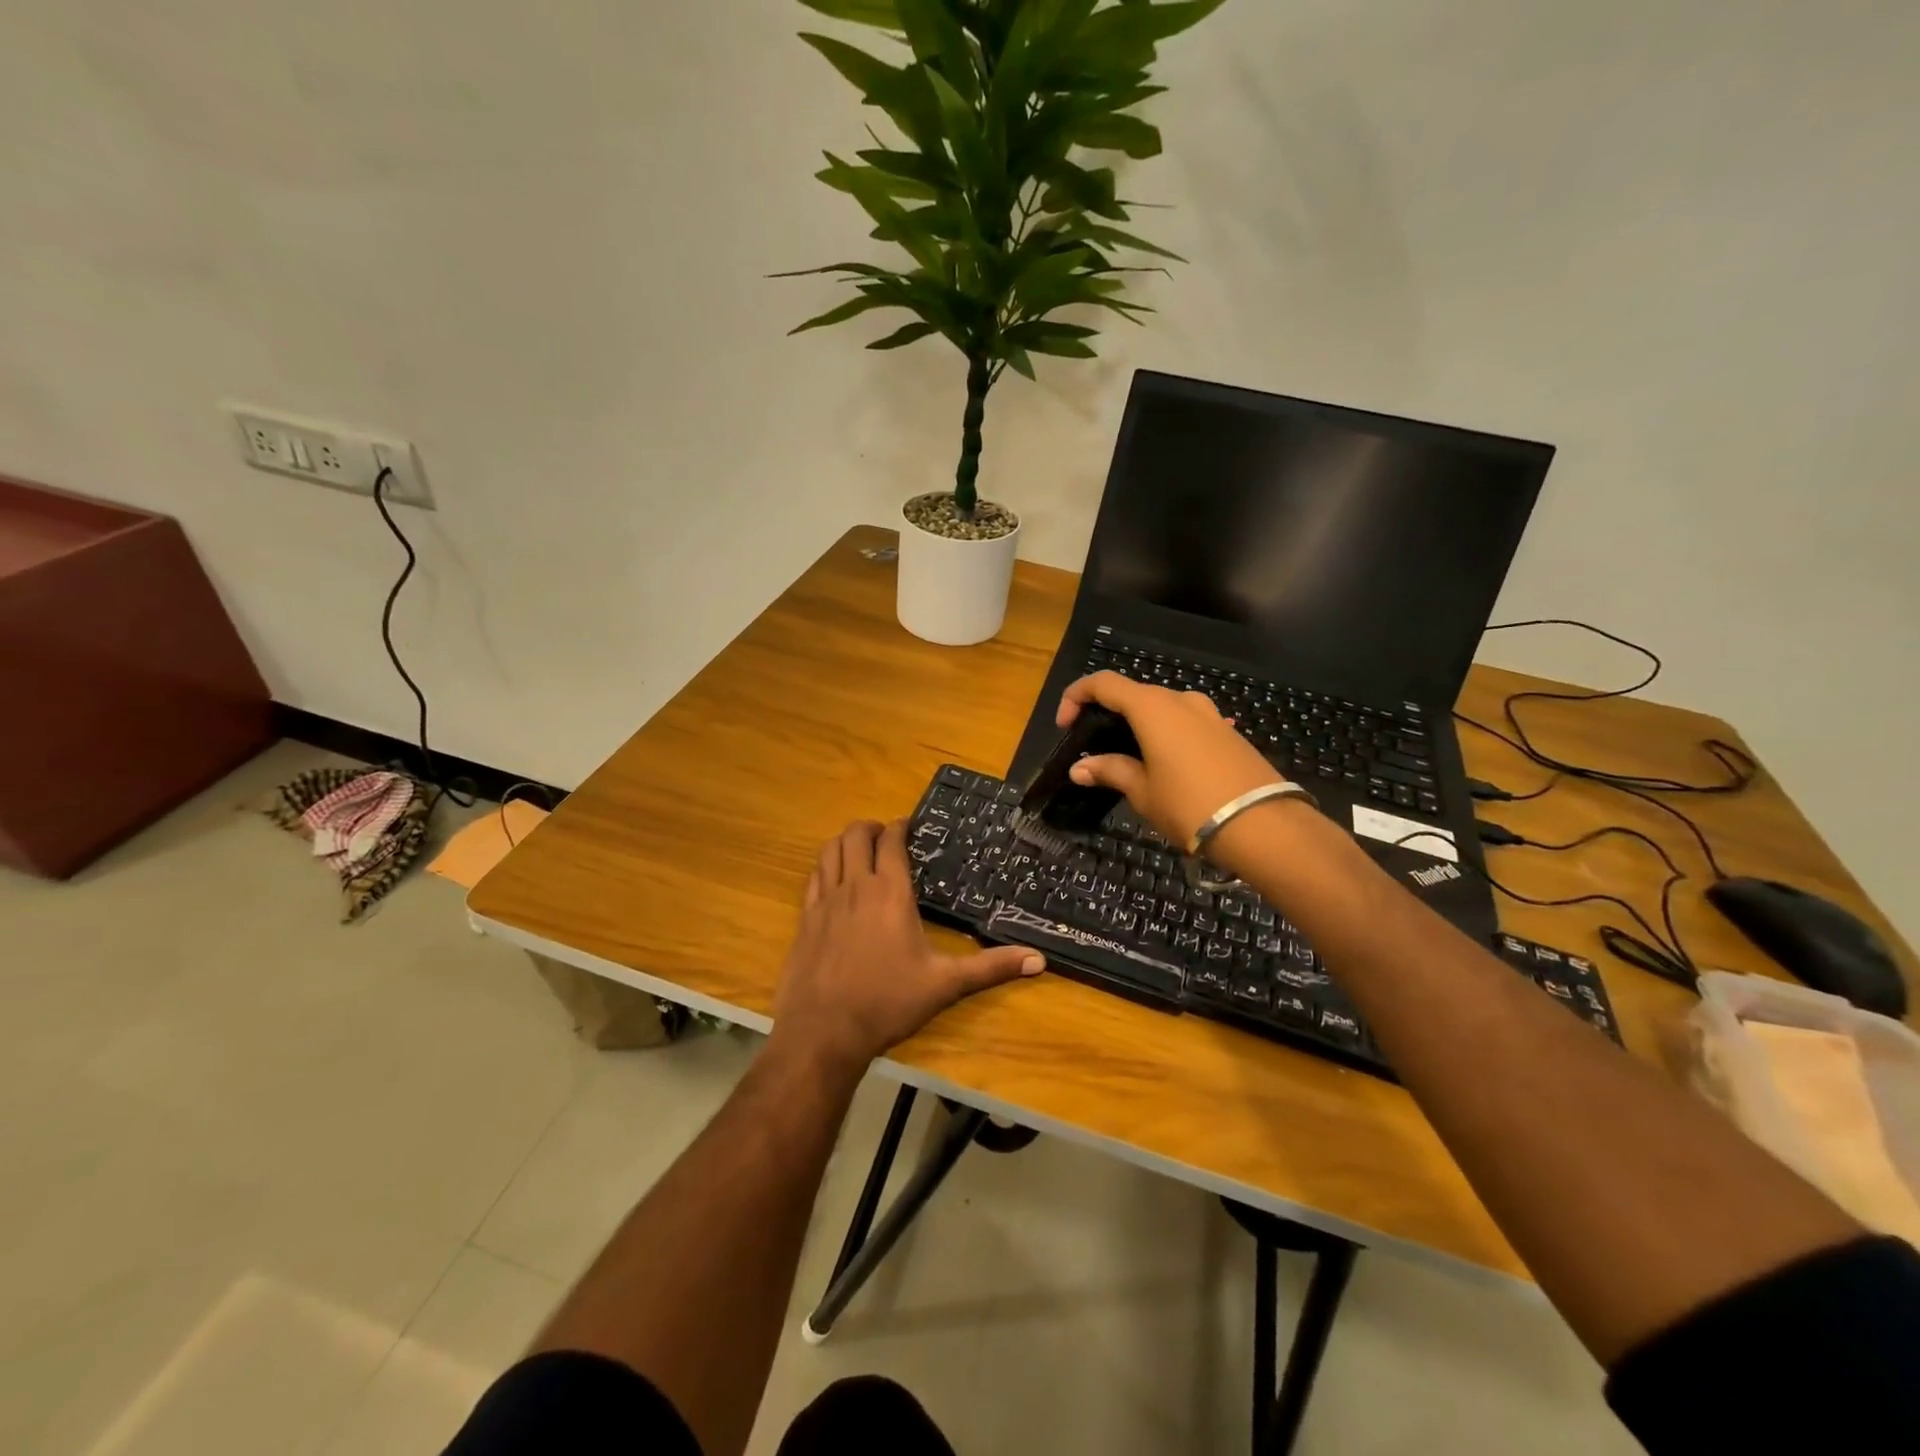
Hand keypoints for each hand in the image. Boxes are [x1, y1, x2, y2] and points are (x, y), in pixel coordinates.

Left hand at [772, 820, 1042, 1073]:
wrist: (823, 1032)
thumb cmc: (888, 1002)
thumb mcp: (945, 984)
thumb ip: (991, 968)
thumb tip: (1039, 960)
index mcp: (890, 892)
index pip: (890, 840)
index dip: (899, 827)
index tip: (909, 827)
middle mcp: (855, 886)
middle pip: (855, 835)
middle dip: (871, 828)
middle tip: (885, 837)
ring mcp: (825, 901)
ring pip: (830, 851)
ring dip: (845, 843)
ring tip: (859, 851)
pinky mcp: (804, 918)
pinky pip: (813, 877)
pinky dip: (825, 867)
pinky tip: (833, 881)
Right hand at [1056, 671, 1285, 849]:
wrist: (1263, 826)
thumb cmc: (1189, 805)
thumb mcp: (1142, 791)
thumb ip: (1110, 771)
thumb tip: (1080, 768)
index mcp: (1152, 707)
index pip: (1103, 684)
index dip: (1076, 697)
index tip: (1065, 725)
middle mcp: (1180, 700)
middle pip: (1134, 694)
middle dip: (1108, 714)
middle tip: (1094, 747)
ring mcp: (1209, 714)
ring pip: (1162, 708)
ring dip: (1139, 725)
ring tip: (1129, 759)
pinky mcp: (1228, 733)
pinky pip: (1186, 723)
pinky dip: (1165, 735)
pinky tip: (1164, 767)